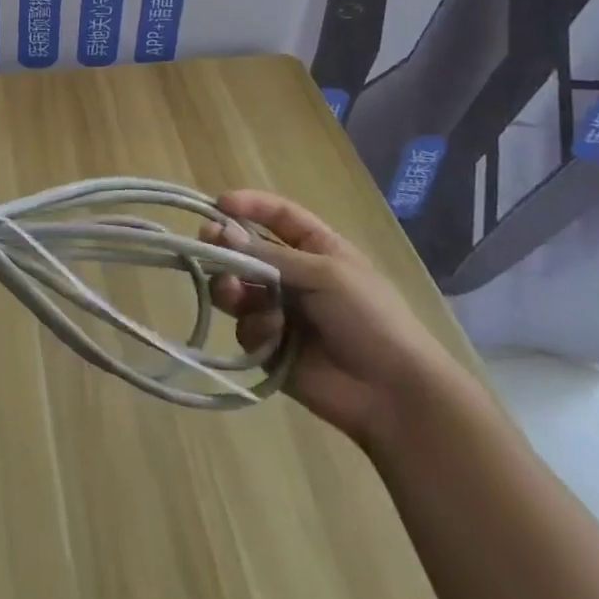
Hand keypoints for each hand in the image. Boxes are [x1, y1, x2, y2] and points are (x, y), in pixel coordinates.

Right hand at [201, 190, 466, 448]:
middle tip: (206, 245)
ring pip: (239, 289)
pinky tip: (272, 337)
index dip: (248, 205)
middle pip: (248, 251)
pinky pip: (246, 328)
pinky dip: (254, 329)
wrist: (392, 393)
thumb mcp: (324, 273)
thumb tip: (220, 232)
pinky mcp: (272, 347)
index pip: (277, 216)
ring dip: (232, 288)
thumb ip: (270, 255)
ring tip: (234, 295)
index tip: (217, 204)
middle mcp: (295, 276)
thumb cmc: (369, 318)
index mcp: (316, 249)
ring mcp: (281, 312)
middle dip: (226, 248)